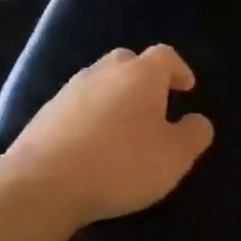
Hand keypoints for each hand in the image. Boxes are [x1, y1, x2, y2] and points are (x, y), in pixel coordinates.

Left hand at [8, 45, 215, 227]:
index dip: (179, 70)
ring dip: (116, 98)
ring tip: (125, 128)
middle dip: (144, 78)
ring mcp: (69, 91)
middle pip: (128, 62)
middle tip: (155, 105)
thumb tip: (197, 121)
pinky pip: (78, 106)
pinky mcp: (45, 114)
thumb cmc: (122, 165)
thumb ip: (194, 134)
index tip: (187, 89)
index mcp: (140, 75)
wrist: (44, 184)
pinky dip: (92, 116)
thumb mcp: (175, 157)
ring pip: (100, 83)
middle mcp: (104, 72)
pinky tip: (94, 144)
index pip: (165, 56)